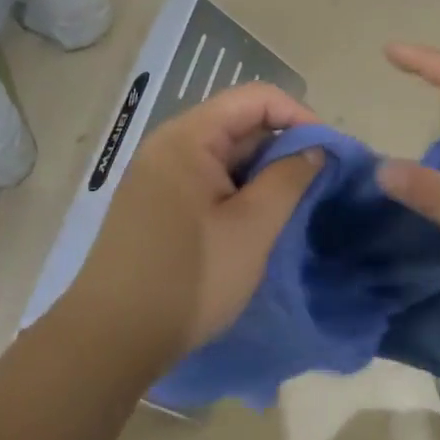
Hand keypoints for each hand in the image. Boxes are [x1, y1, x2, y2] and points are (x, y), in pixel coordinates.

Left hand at [59, 83, 321, 376]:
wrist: (110, 341)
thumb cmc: (190, 278)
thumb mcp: (252, 227)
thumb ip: (289, 178)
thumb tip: (315, 149)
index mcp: (188, 137)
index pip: (255, 98)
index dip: (298, 115)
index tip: (328, 151)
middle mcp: (169, 145)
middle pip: (238, 122)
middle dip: (283, 145)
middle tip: (318, 180)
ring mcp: (159, 175)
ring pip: (224, 154)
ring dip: (262, 170)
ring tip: (294, 201)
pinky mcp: (156, 204)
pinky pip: (207, 178)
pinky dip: (238, 189)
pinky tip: (258, 219)